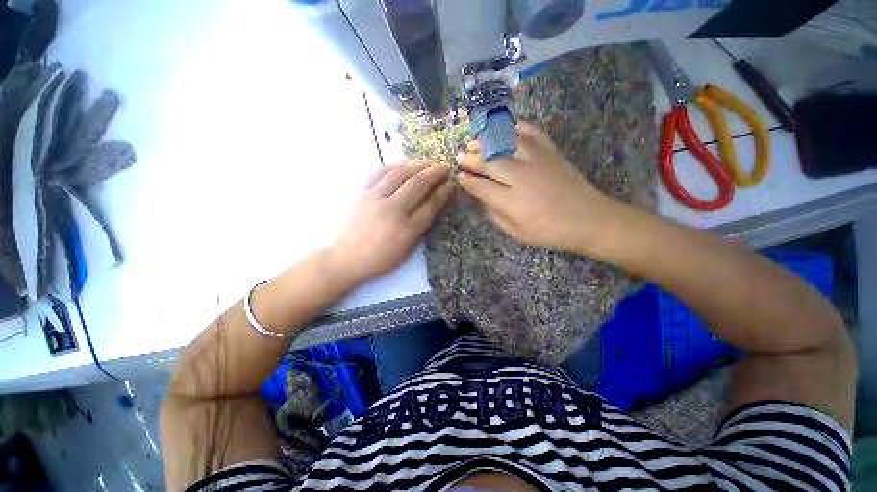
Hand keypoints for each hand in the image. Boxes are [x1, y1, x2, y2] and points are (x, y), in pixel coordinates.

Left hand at [329, 162, 452, 284]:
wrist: (345, 258)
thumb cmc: (380, 259)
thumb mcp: (406, 251)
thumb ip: (421, 228)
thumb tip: (434, 205)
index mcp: (405, 230)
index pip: (430, 205)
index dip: (443, 193)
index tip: (451, 184)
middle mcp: (391, 210)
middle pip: (417, 185)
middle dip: (435, 173)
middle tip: (445, 168)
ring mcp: (374, 199)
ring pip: (399, 173)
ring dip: (417, 165)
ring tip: (429, 163)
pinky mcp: (361, 192)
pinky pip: (379, 172)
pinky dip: (395, 165)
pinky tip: (404, 164)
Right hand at [456, 122, 617, 254]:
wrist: (588, 219)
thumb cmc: (549, 231)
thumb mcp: (517, 233)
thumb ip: (495, 215)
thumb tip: (480, 198)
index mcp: (512, 202)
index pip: (481, 186)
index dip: (467, 180)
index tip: (458, 177)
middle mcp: (521, 176)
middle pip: (488, 161)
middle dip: (470, 158)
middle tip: (460, 157)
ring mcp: (537, 159)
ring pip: (504, 142)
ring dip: (486, 141)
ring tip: (475, 142)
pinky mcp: (550, 150)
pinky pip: (529, 131)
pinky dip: (513, 128)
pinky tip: (504, 131)